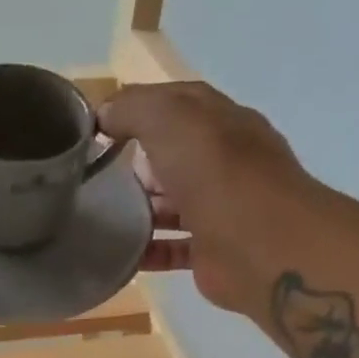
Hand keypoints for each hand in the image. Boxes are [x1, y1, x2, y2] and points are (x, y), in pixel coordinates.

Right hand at [97, 81, 318, 317]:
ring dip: (138, 209)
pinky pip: (171, 248)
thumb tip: (105, 114)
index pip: (177, 104)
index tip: (100, 127)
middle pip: (173, 156)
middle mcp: (224, 162)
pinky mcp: (212, 251)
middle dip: (136, 164)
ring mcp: (219, 208)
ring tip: (100, 215)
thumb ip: (134, 108)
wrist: (260, 246)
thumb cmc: (215, 172)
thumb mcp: (169, 118)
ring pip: (171, 204)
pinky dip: (146, 251)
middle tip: (98, 176)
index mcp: (221, 122)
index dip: (138, 109)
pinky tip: (119, 253)